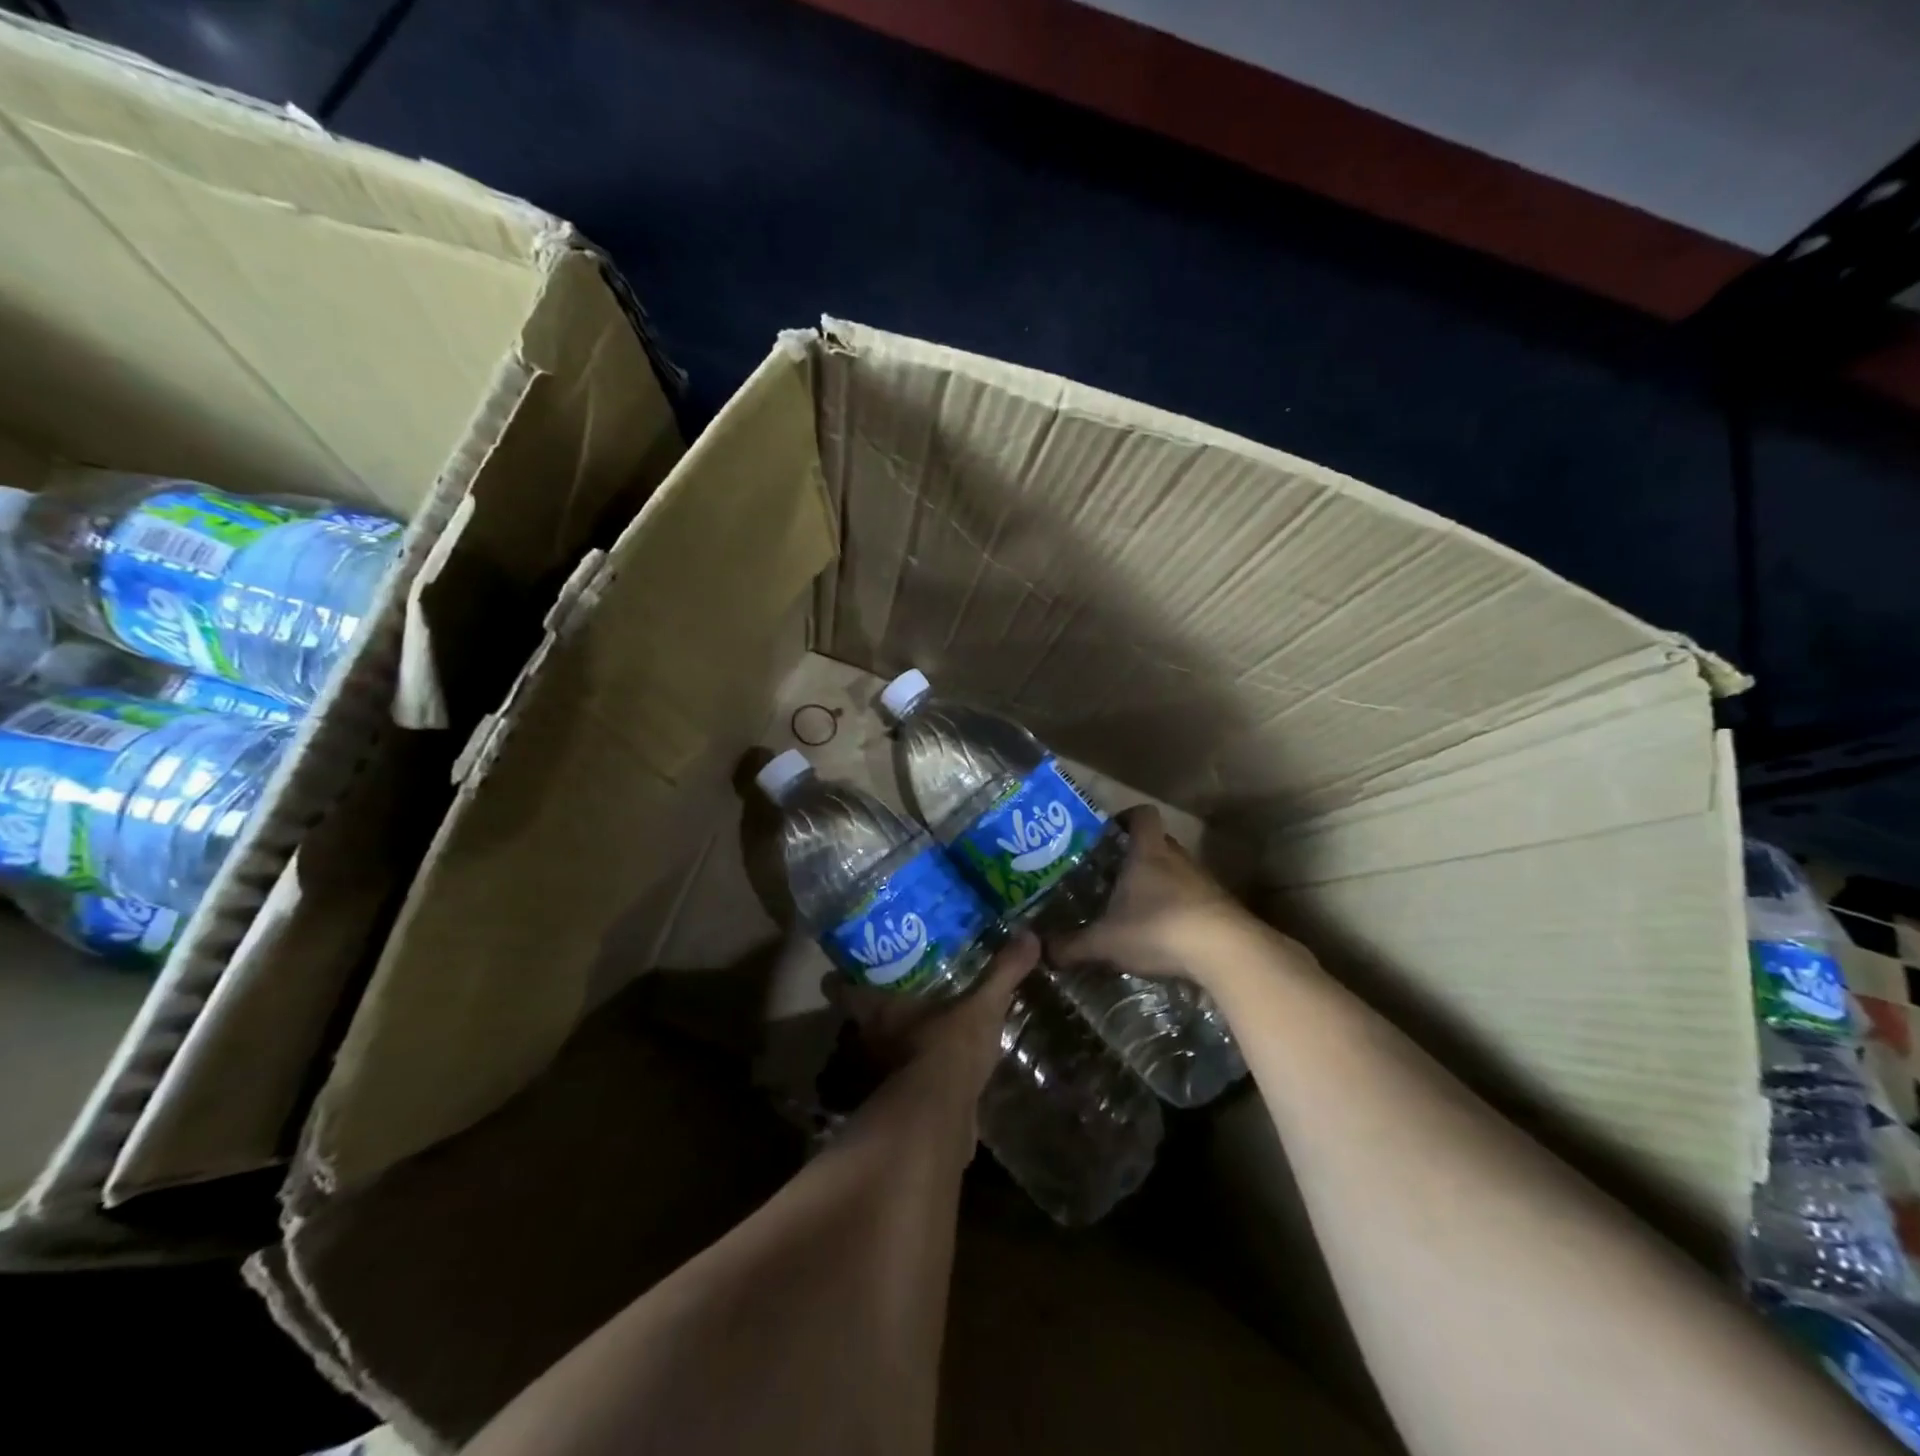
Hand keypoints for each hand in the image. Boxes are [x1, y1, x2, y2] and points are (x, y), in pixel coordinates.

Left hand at [823, 930, 1039, 1102]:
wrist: (940, 1122)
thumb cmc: (947, 1050)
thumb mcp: (981, 1007)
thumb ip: (1002, 973)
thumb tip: (1029, 935)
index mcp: (879, 1011)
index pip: (843, 989)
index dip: (840, 978)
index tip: (842, 968)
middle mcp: (872, 1042)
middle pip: (859, 1022)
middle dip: (871, 1009)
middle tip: (892, 988)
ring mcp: (883, 1077)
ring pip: (878, 1053)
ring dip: (891, 1044)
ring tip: (916, 1026)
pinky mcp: (903, 1105)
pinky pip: (906, 1081)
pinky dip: (916, 1074)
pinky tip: (937, 1067)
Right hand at [1047, 806, 1253, 984]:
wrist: (1226, 952)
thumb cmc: (1158, 928)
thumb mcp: (1106, 941)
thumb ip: (1072, 946)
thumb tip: (1042, 951)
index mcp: (1147, 852)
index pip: (1141, 815)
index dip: (1125, 818)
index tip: (1108, 833)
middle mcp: (1177, 858)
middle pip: (1158, 843)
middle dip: (1137, 855)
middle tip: (1112, 875)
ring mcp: (1203, 882)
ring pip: (1176, 872)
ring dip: (1159, 885)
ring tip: (1134, 908)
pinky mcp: (1220, 908)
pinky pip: (1193, 899)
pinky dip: (1178, 910)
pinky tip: (1163, 935)